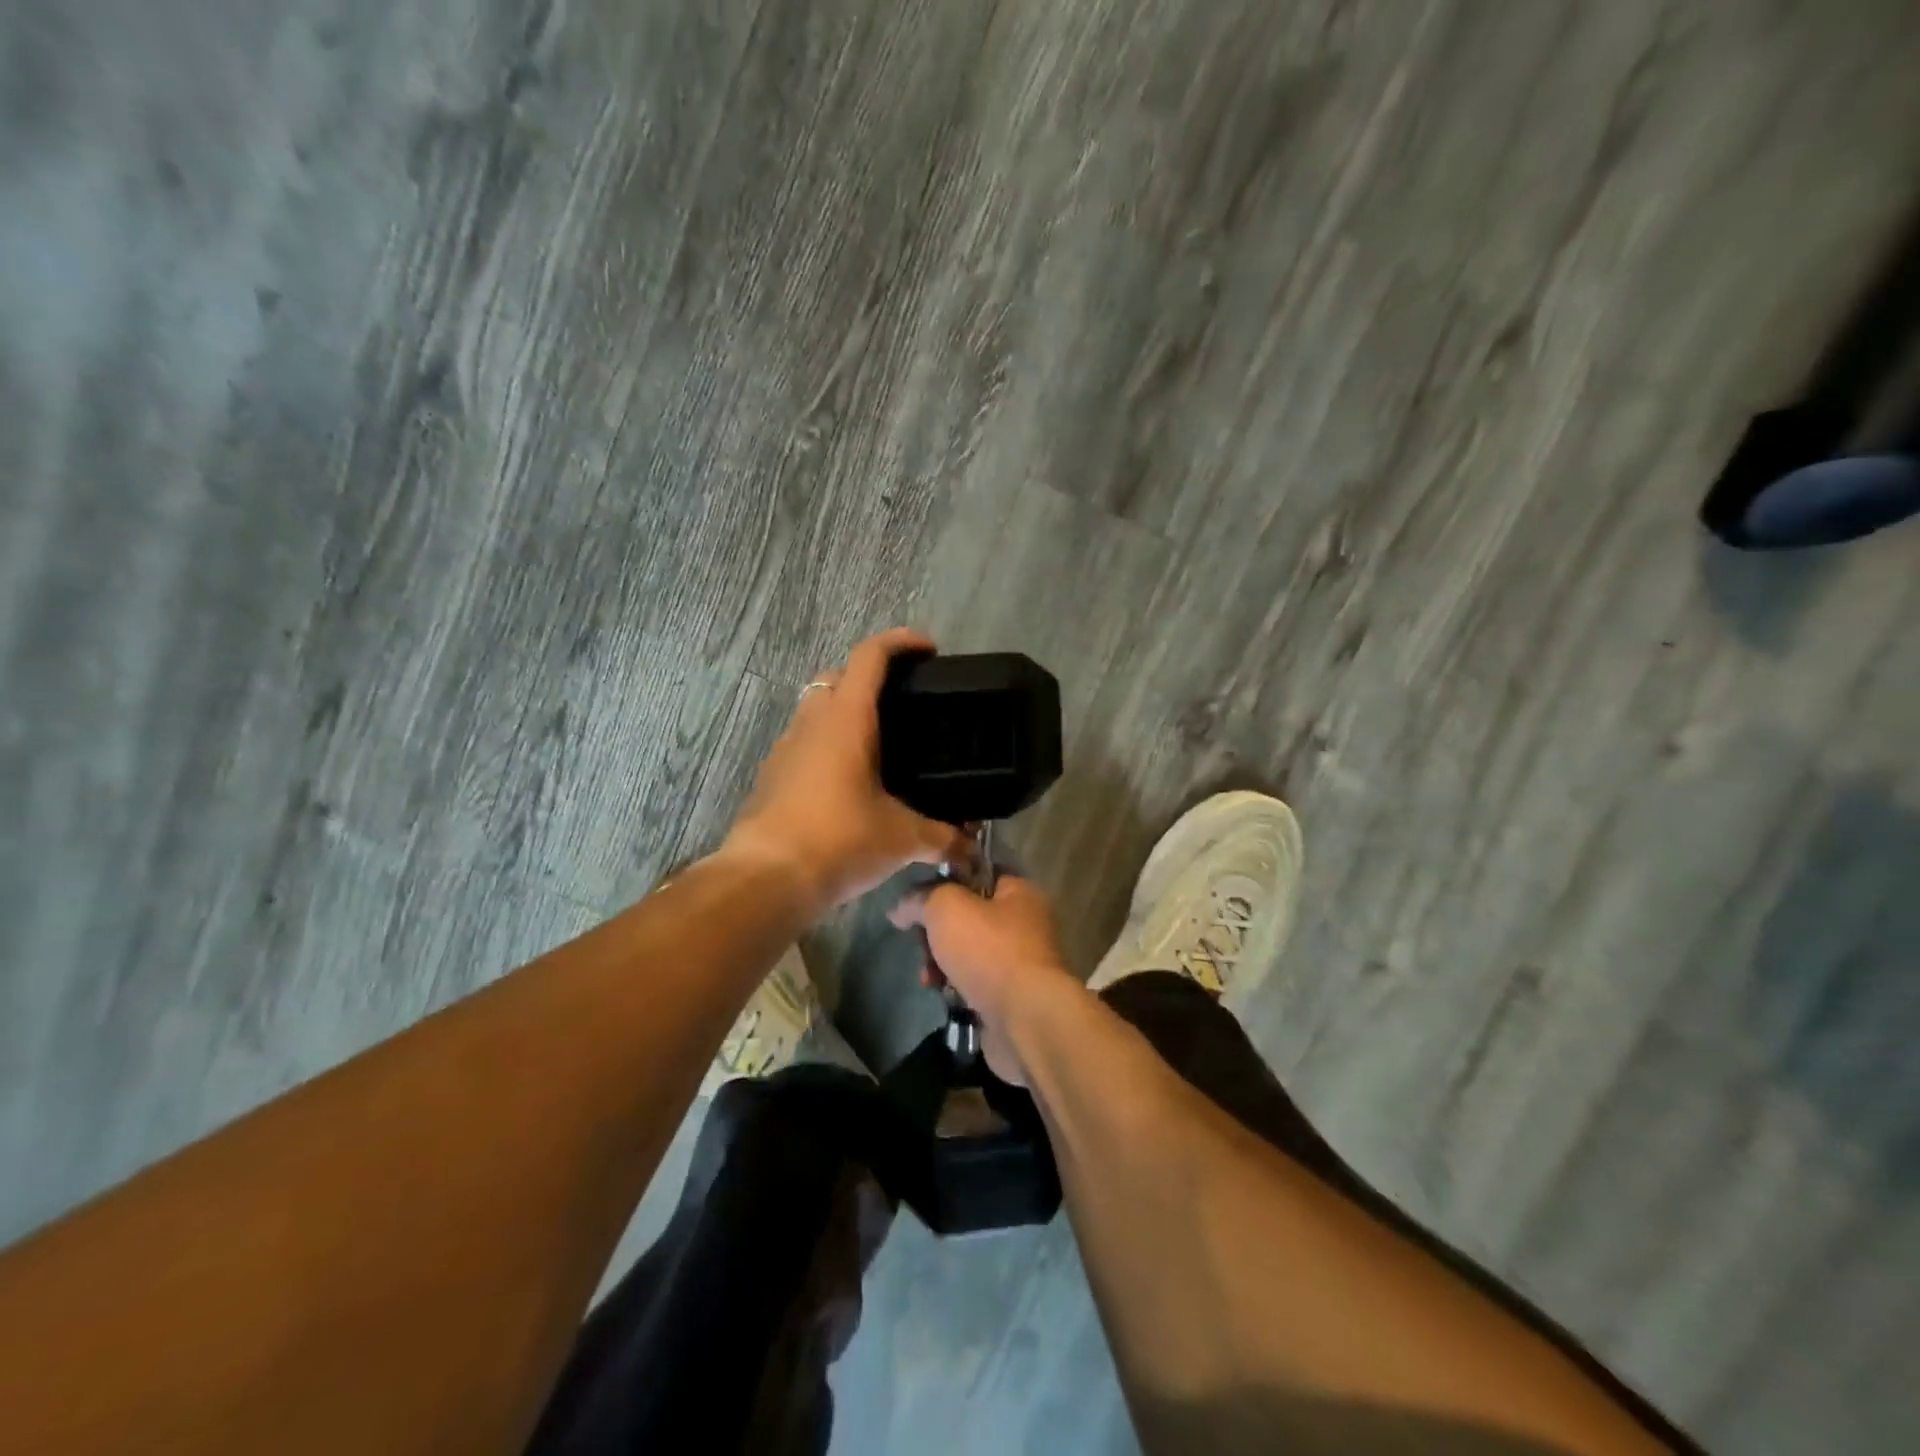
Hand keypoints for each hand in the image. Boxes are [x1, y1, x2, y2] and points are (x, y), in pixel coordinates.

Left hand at [721, 628, 972, 914]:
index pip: (870, 657)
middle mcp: (811, 723)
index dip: (901, 642)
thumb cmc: (839, 840)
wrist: (765, 879)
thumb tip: (970, 848)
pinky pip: (803, 745)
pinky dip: (826, 749)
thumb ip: (942, 836)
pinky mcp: (771, 777)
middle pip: (837, 677)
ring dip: (844, 715)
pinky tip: (848, 785)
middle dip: (869, 679)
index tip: (928, 649)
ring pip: (815, 711)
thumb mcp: (902, 839)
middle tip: (902, 705)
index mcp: (846, 719)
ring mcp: (785, 749)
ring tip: (879, 747)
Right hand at [888, 875, 1081, 1085]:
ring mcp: (1019, 963)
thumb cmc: (989, 950)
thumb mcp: (946, 907)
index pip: (978, 873)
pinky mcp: (1011, 997)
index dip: (946, 880)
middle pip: (968, 916)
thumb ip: (920, 898)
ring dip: (941, 963)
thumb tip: (900, 909)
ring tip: (929, 977)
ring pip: (967, 952)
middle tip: (920, 944)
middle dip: (937, 931)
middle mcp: (1024, 923)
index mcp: (1019, 892)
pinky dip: (956, 988)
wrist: (1025, 1019)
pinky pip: (974, 983)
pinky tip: (943, 995)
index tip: (918, 897)